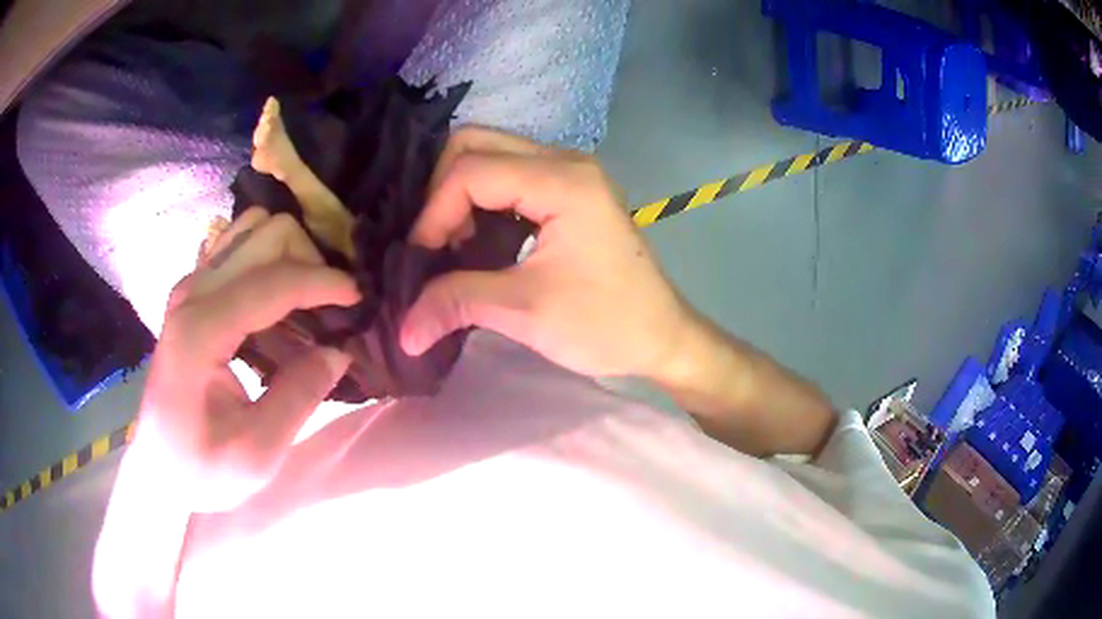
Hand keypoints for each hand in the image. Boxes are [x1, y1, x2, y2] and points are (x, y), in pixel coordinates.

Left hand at [136, 207, 359, 512]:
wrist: (159, 466)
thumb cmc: (204, 466)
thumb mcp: (257, 452)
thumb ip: (299, 396)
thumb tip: (339, 350)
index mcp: (201, 329)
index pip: (273, 281)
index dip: (324, 283)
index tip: (360, 301)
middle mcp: (193, 292)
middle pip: (266, 233)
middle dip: (309, 260)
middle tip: (332, 305)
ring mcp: (190, 286)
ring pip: (253, 229)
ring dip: (289, 254)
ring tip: (309, 297)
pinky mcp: (192, 292)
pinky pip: (238, 246)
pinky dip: (268, 259)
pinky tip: (280, 299)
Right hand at [402, 127, 698, 379]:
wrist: (663, 336)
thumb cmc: (606, 325)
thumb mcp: (526, 312)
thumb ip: (456, 303)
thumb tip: (402, 329)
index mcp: (564, 182)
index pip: (471, 171)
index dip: (433, 213)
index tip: (421, 260)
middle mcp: (566, 161)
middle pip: (476, 144)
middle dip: (443, 191)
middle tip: (437, 243)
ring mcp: (570, 171)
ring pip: (490, 154)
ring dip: (460, 194)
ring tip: (453, 245)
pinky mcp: (570, 188)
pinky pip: (510, 174)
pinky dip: (483, 199)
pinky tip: (479, 240)